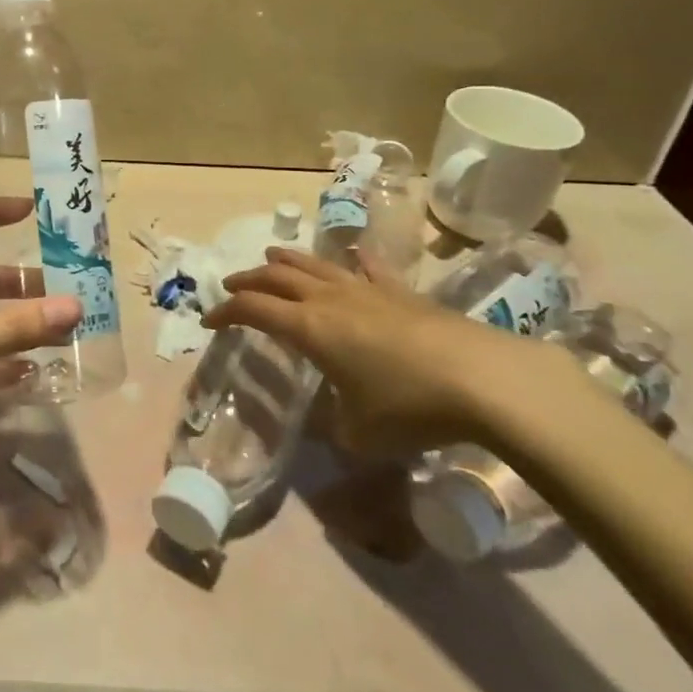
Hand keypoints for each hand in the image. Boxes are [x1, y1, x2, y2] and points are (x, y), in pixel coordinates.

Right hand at [205, 247, 551, 454]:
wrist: (483, 380)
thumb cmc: (409, 408)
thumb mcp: (359, 435)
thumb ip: (334, 427)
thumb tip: (330, 423)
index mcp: (308, 329)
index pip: (253, 311)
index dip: (225, 313)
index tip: (209, 322)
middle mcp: (329, 301)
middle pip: (276, 279)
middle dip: (248, 281)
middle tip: (231, 286)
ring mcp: (366, 290)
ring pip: (315, 265)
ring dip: (286, 261)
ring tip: (271, 256)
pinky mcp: (402, 292)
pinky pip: (370, 268)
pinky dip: (354, 261)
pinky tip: (353, 256)